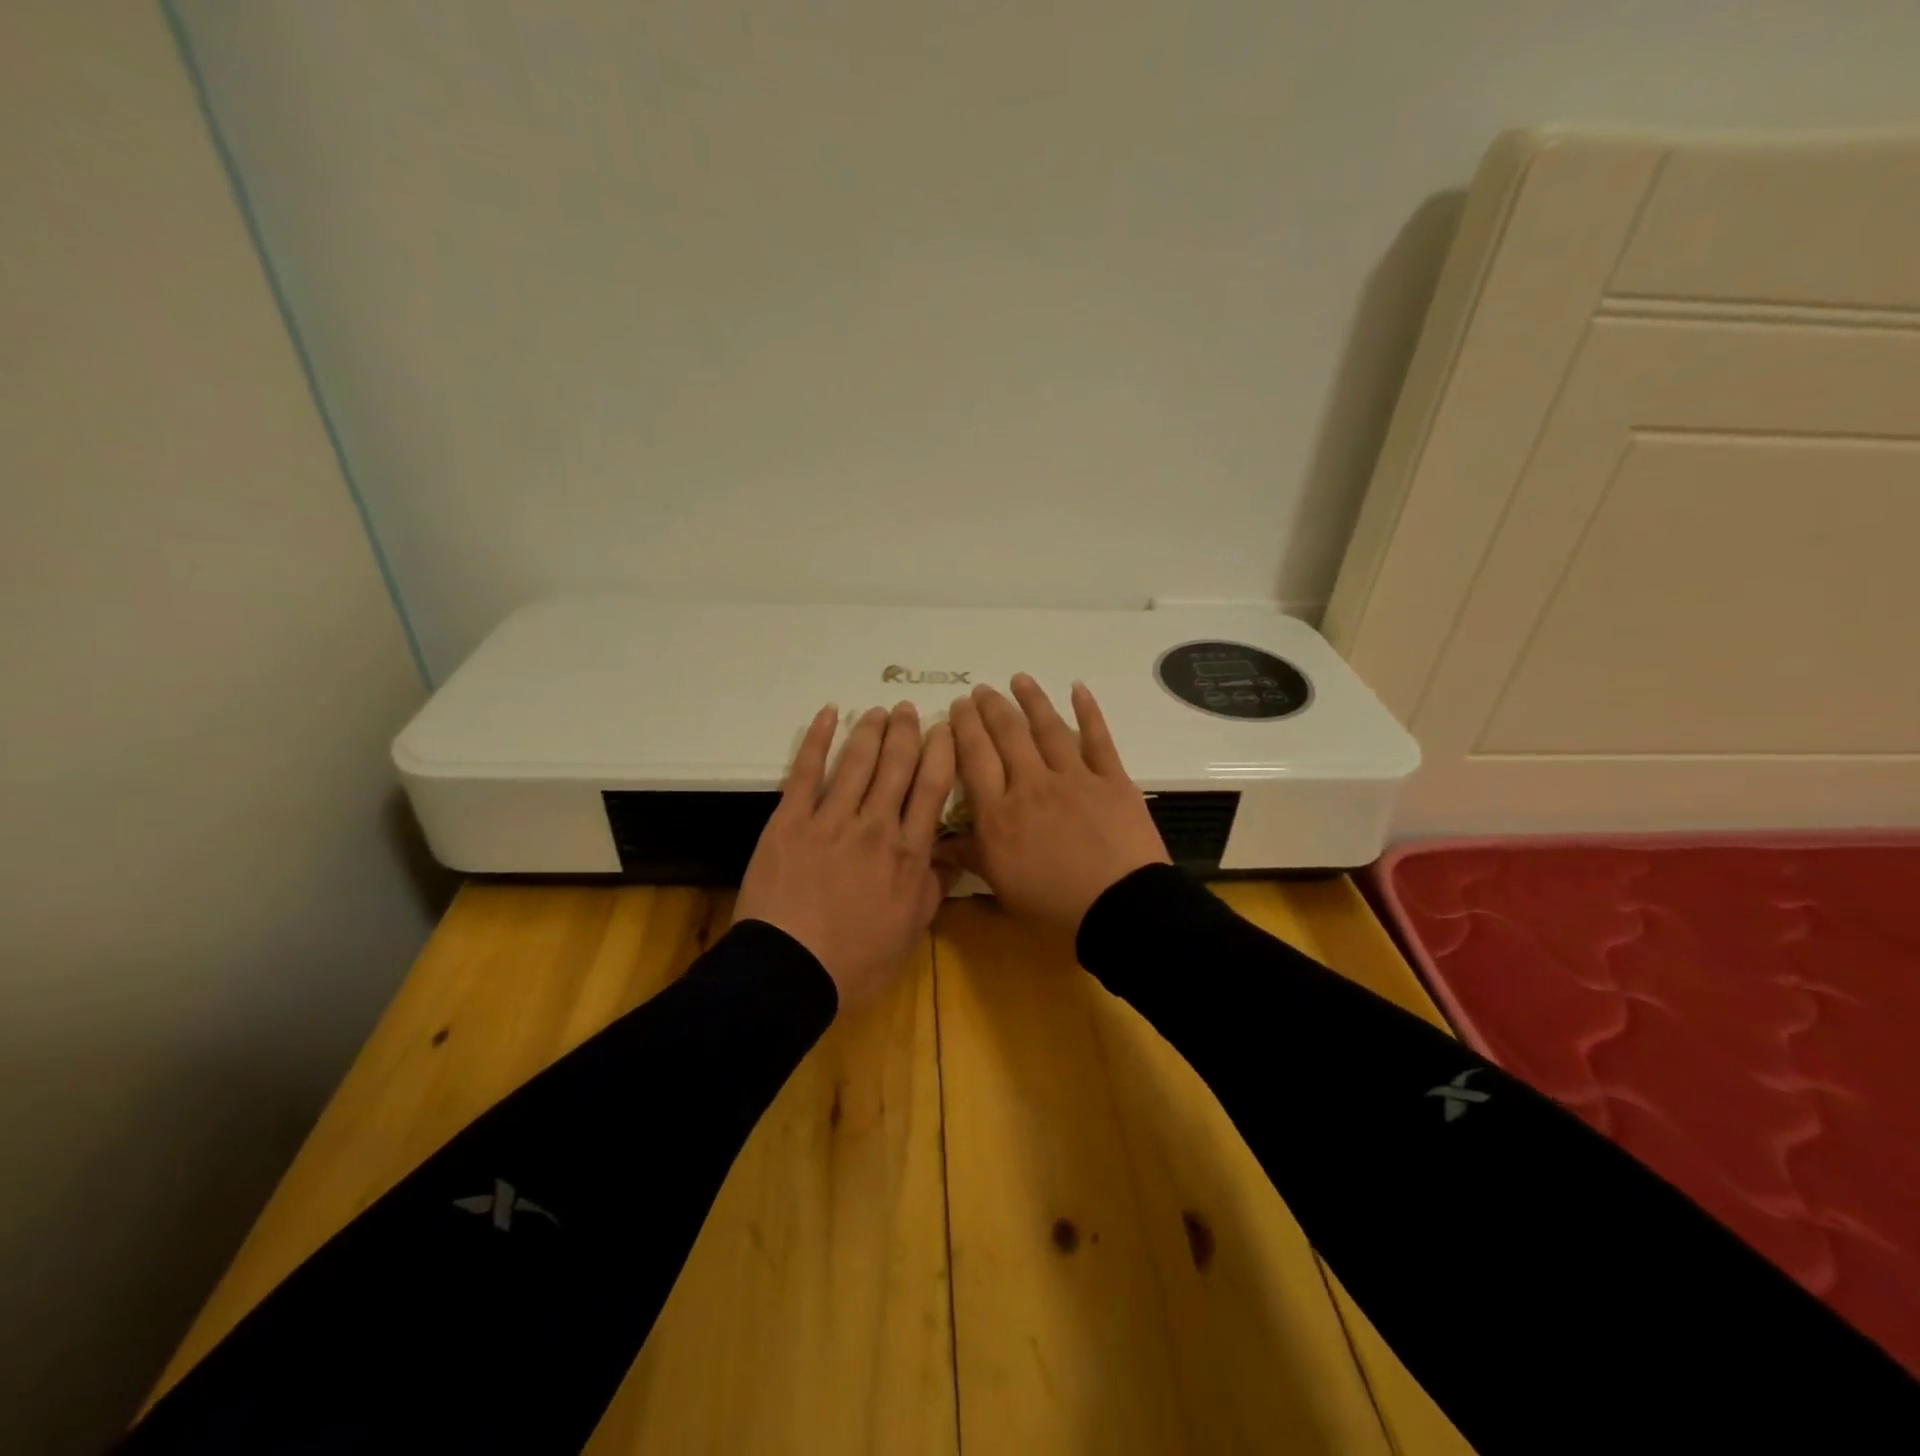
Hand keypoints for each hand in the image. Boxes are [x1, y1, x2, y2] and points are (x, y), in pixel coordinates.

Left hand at [735, 702, 954, 1009]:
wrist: (788, 972)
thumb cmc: (855, 962)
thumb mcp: (909, 934)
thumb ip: (932, 890)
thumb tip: (952, 858)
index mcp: (907, 853)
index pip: (931, 789)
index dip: (940, 753)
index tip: (945, 729)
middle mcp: (874, 826)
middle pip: (896, 766)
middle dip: (905, 733)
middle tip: (908, 711)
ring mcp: (830, 819)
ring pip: (856, 762)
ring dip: (869, 731)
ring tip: (878, 711)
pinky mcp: (789, 821)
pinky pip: (805, 771)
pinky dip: (816, 739)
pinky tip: (827, 715)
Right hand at [942, 675, 1169, 937]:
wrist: (1120, 907)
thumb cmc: (1054, 904)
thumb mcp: (1002, 886)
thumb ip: (971, 856)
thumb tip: (934, 842)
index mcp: (1000, 813)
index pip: (975, 758)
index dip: (964, 728)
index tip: (958, 707)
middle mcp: (1031, 785)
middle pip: (1006, 736)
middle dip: (991, 708)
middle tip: (981, 691)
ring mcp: (1073, 778)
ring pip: (1047, 728)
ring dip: (1031, 700)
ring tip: (1018, 679)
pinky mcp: (1111, 779)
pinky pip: (1097, 738)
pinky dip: (1088, 711)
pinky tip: (1078, 688)